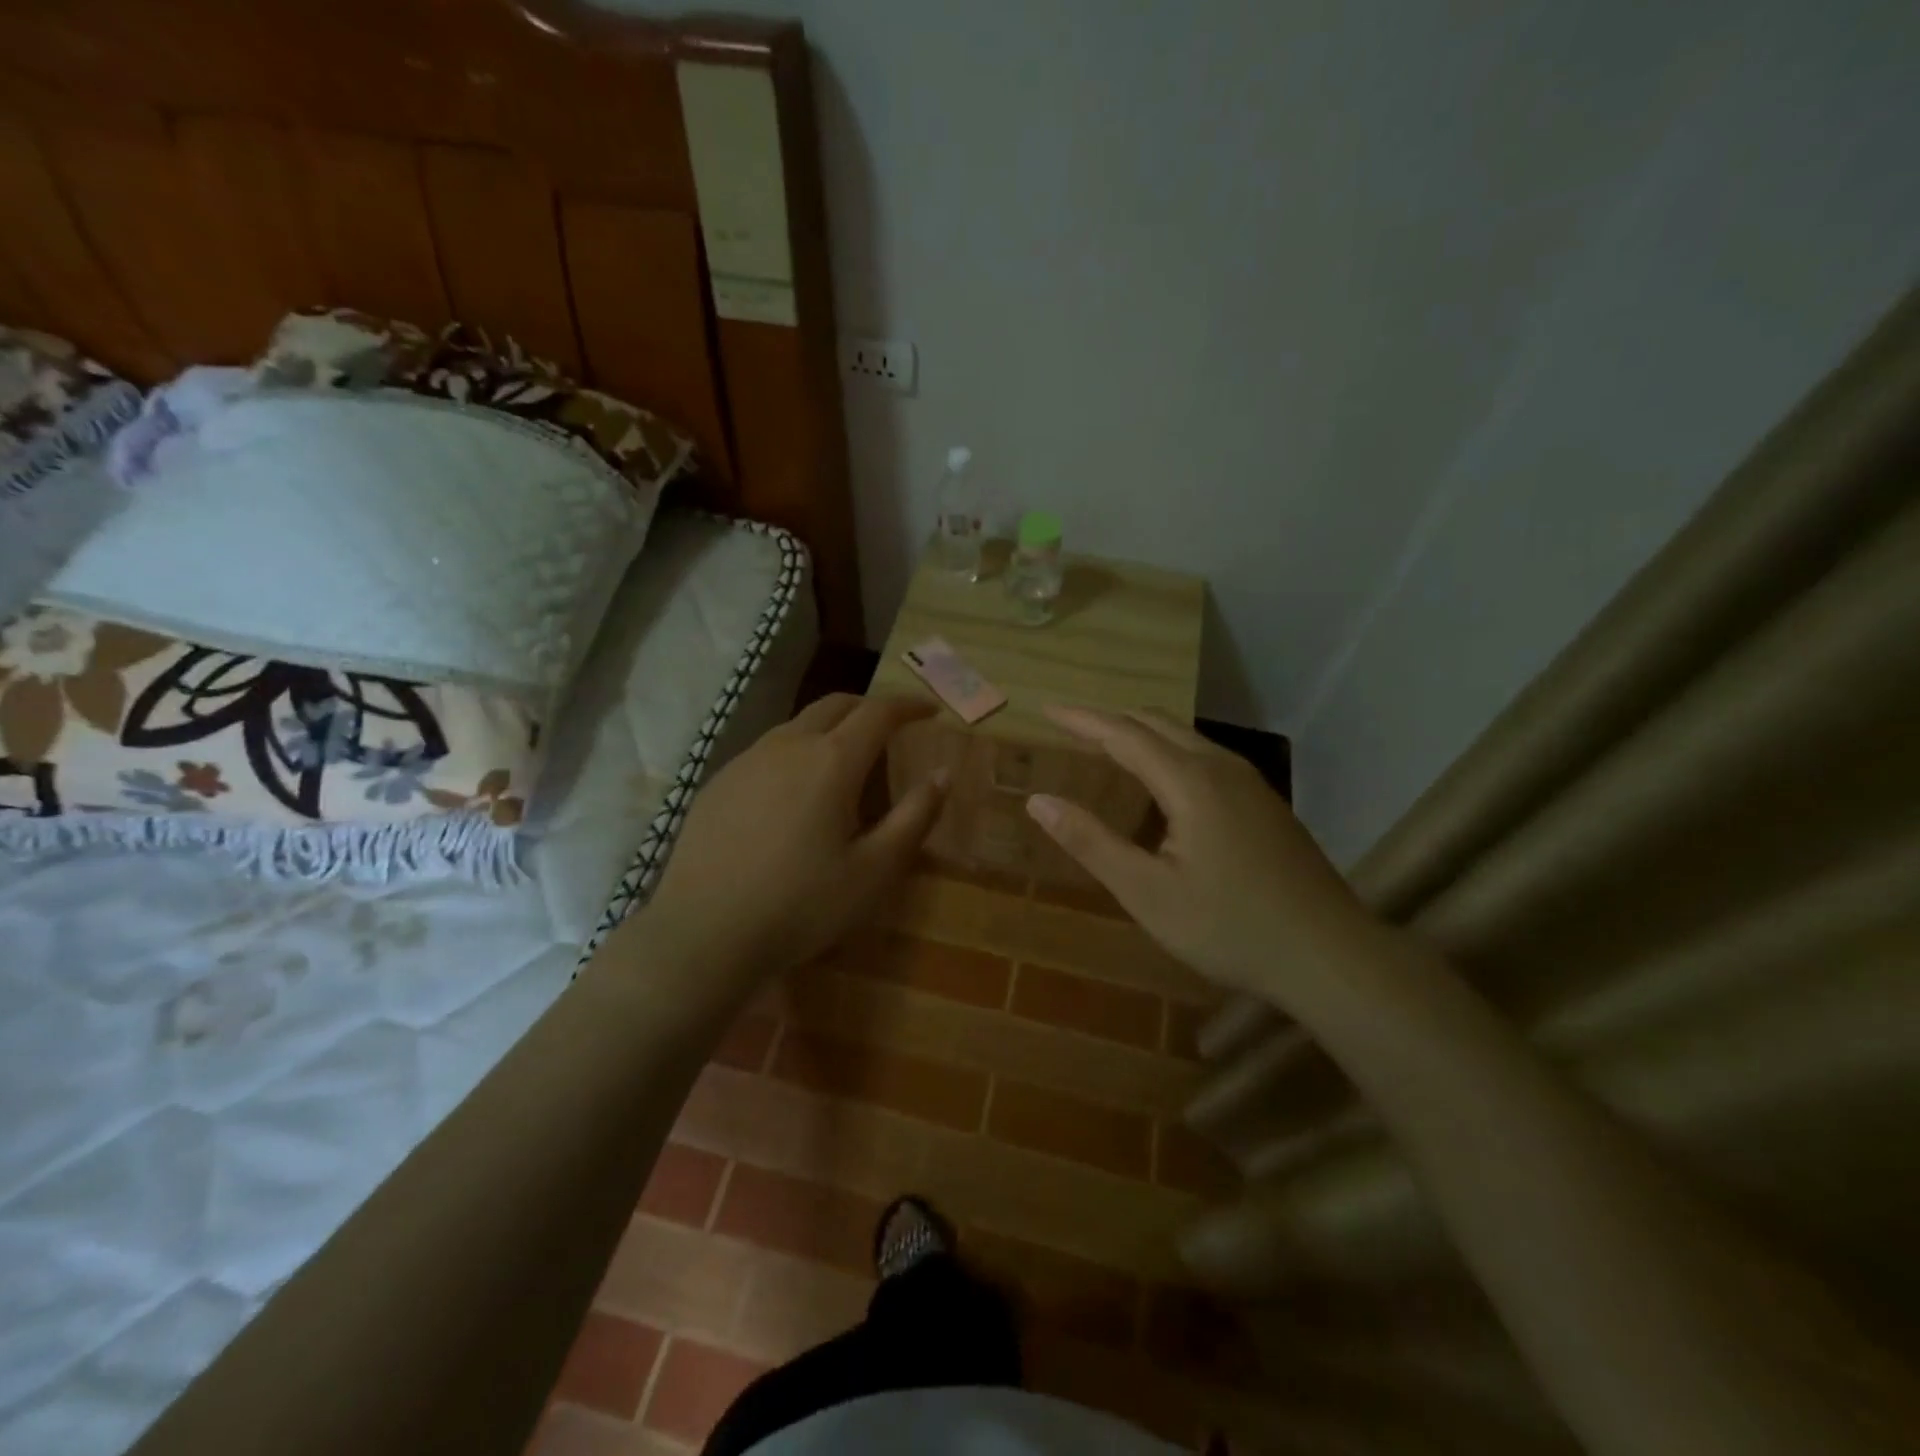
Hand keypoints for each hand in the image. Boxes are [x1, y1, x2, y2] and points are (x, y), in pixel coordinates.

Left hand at [643, 694, 946, 980]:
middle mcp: (788, 745)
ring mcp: (747, 760)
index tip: (929, 711)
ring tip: (847, 758)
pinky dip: (797, 750)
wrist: (702, 933)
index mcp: (831, 761)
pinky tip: (795, 790)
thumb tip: (942, 774)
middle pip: (836, 704)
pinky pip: (768, 749)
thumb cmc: (801, 904)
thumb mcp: (874, 870)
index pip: (878, 713)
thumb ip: (914, 816)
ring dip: (831, 726)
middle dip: (870, 707)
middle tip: (892, 725)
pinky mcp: (719, 782)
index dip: (908, 706)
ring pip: (798, 724)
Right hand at [1025, 706, 1372, 996]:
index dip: (1082, 719)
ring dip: (1141, 734)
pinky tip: (1161, 785)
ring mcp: (1250, 783)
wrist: (1330, 955)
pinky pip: (1205, 756)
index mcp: (1191, 781)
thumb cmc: (1230, 927)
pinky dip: (1168, 752)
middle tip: (1071, 728)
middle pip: (1157, 724)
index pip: (1124, 734)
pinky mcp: (1264, 802)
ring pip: (1185, 737)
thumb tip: (1038, 800)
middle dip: (1110, 720)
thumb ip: (1091, 843)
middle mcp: (1221, 767)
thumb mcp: (1148, 893)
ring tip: (1107, 749)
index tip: (1046, 709)